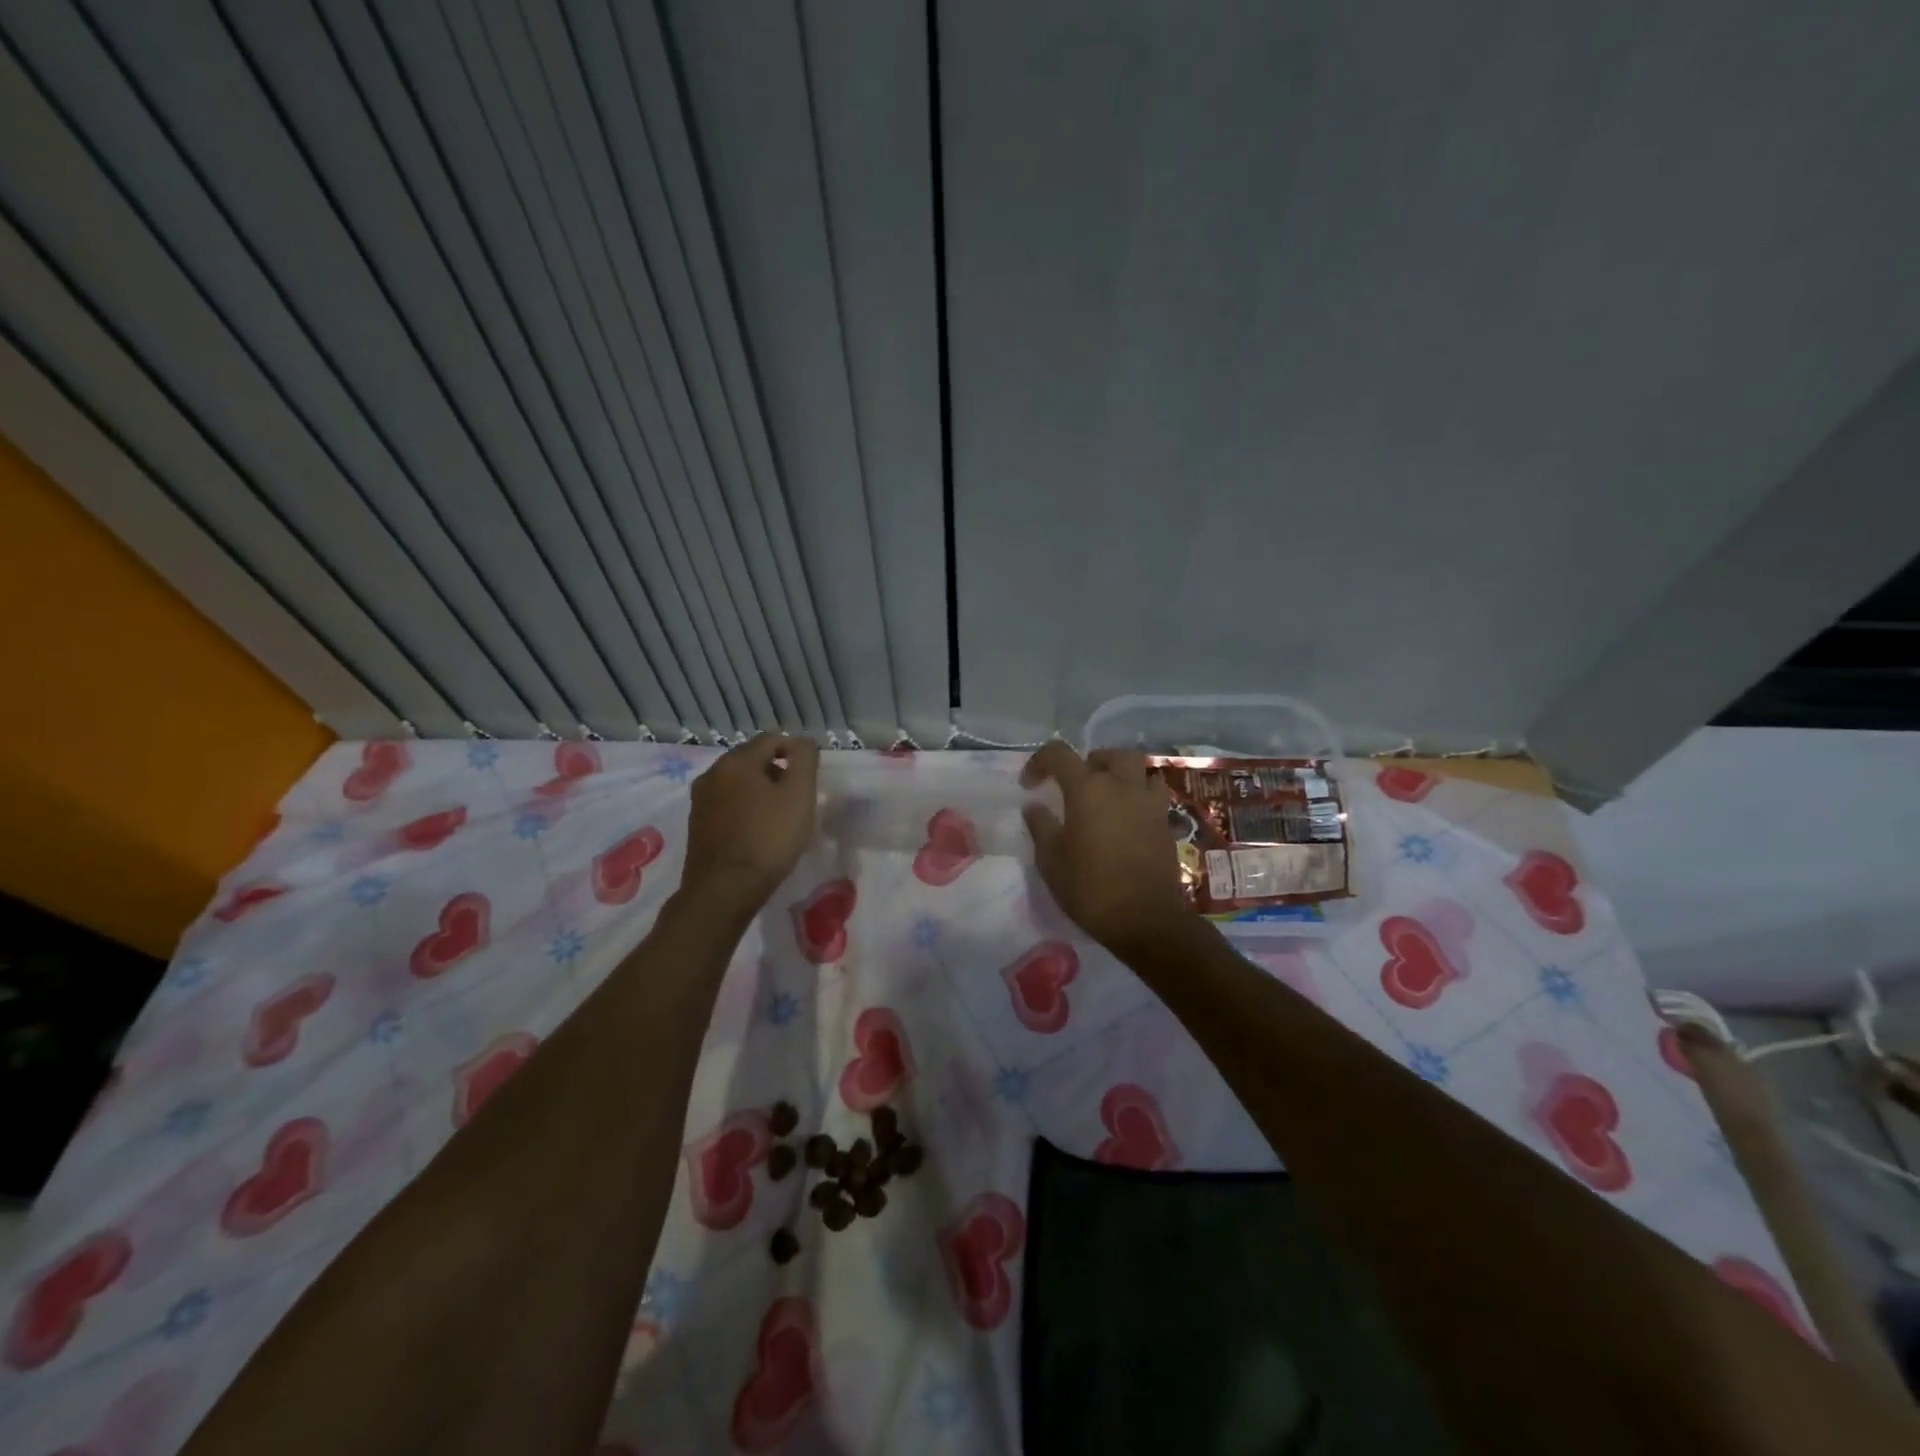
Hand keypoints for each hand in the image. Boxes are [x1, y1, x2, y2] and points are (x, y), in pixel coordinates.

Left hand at [681, 734, 819, 912]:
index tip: (811, 775)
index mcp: (736, 761)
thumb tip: (803, 742)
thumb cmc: (768, 838)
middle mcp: (712, 773)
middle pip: (752, 760)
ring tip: (780, 816)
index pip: (771, 739)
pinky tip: (758, 831)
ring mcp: (700, 801)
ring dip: (760, 791)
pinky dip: (745, 809)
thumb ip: (805, 760)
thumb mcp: (799, 794)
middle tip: (799, 796)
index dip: (795, 751)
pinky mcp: (697, 826)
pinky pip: (727, 805)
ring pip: (738, 783)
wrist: (724, 890)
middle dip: (777, 771)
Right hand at [1021, 742, 1195, 957]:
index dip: (1040, 762)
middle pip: (1110, 755)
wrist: (1145, 919)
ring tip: (1108, 797)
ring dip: (1122, 776)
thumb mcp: (1051, 860)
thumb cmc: (1090, 887)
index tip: (1030, 784)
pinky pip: (1153, 796)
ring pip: (1140, 771)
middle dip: (1090, 762)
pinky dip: (1138, 798)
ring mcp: (1149, 804)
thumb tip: (1034, 806)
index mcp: (1088, 789)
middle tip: (1077, 784)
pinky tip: (1127, 820)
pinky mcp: (1166, 824)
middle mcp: (1122, 786)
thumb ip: (1041, 826)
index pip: (1059, 754)